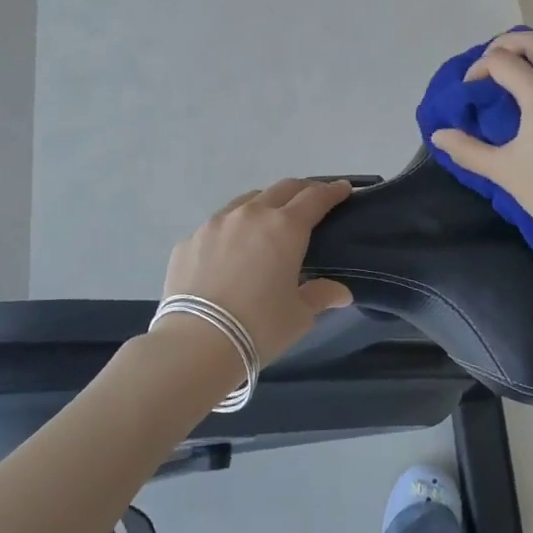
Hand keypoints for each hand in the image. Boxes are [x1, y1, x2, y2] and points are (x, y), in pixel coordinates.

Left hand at [162, 178, 354, 363]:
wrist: (195, 343)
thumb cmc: (259, 327)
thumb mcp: (299, 315)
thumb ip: (320, 295)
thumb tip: (341, 293)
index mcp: (285, 228)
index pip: (315, 198)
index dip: (332, 192)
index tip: (343, 189)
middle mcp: (251, 215)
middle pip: (282, 189)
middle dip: (301, 190)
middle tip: (311, 200)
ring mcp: (215, 224)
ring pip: (247, 201)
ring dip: (265, 204)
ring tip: (269, 221)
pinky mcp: (189, 240)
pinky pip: (218, 225)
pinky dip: (233, 229)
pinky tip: (231, 249)